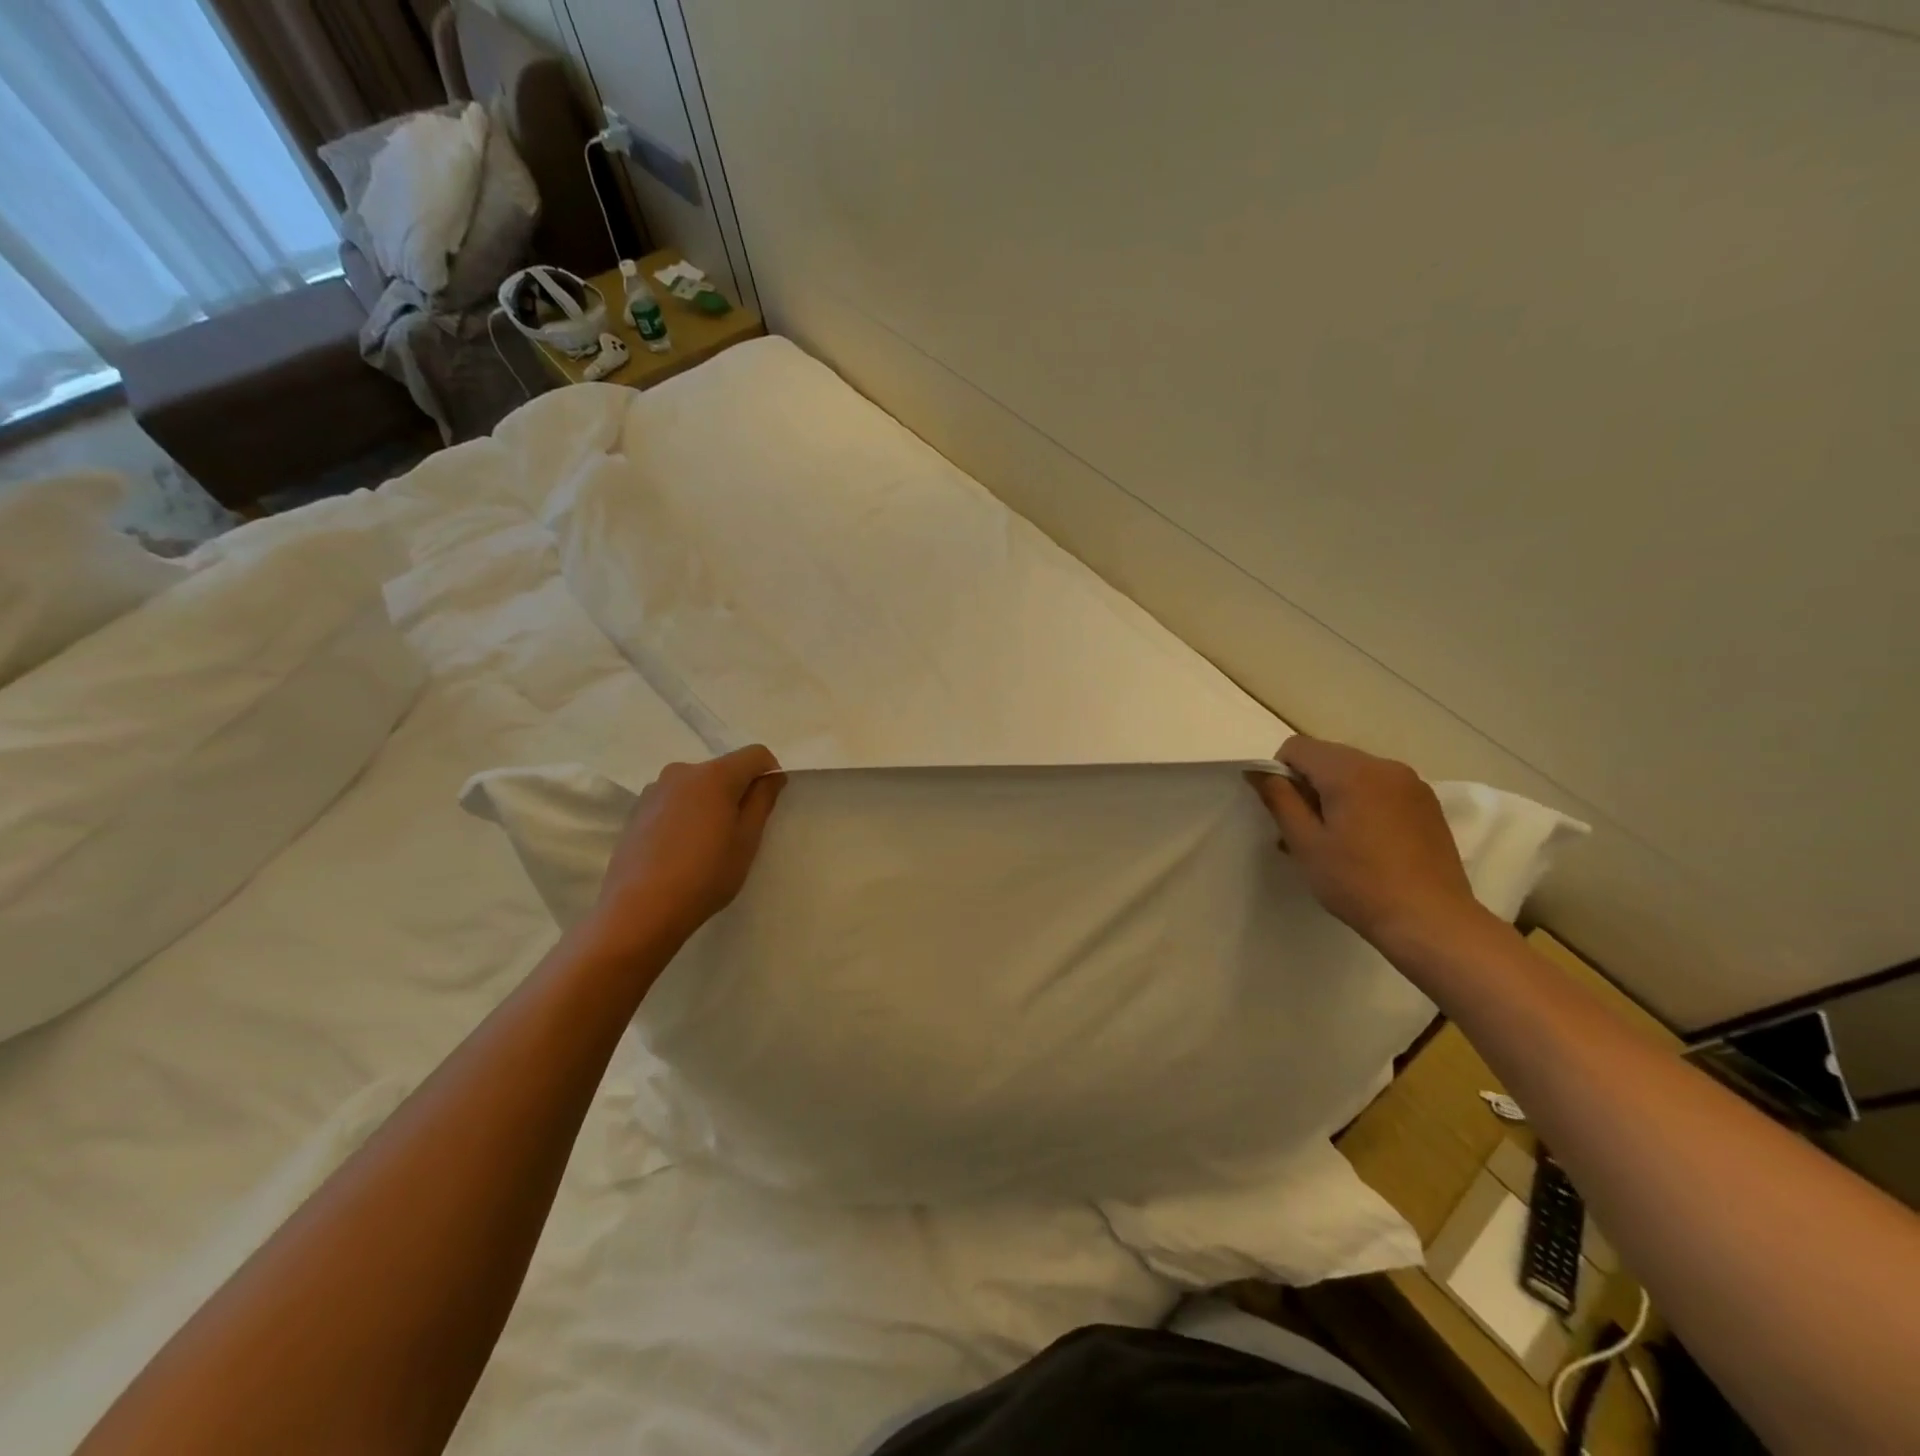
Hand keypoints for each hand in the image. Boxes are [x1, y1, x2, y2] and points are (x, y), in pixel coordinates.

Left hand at [588, 745, 785, 955]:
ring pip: (697, 786)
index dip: (769, 773)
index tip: (768, 804)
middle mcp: (682, 772)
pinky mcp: (636, 811)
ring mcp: (654, 790)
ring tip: (706, 844)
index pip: (755, 754)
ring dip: (709, 803)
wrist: (639, 910)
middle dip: (737, 791)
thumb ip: (762, 800)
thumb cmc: (705, 875)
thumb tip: (772, 776)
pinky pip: (674, 801)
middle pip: (723, 769)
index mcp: (714, 775)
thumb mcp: (747, 840)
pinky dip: (686, 814)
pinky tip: (681, 849)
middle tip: (739, 832)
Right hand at [1248, 735, 1482, 948]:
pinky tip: (1366, 842)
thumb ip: (1279, 799)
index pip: (1297, 747)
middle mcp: (1384, 766)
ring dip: (1335, 794)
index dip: (1280, 773)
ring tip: (1336, 840)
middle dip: (1308, 784)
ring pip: (1355, 772)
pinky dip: (1363, 802)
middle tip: (1306, 830)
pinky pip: (1381, 788)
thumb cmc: (1357, 882)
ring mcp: (1411, 784)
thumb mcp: (1305, 843)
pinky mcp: (1427, 804)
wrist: (1431, 921)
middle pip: (1327, 756)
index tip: (1284, 811)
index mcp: (1350, 771)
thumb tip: (1258, 771)